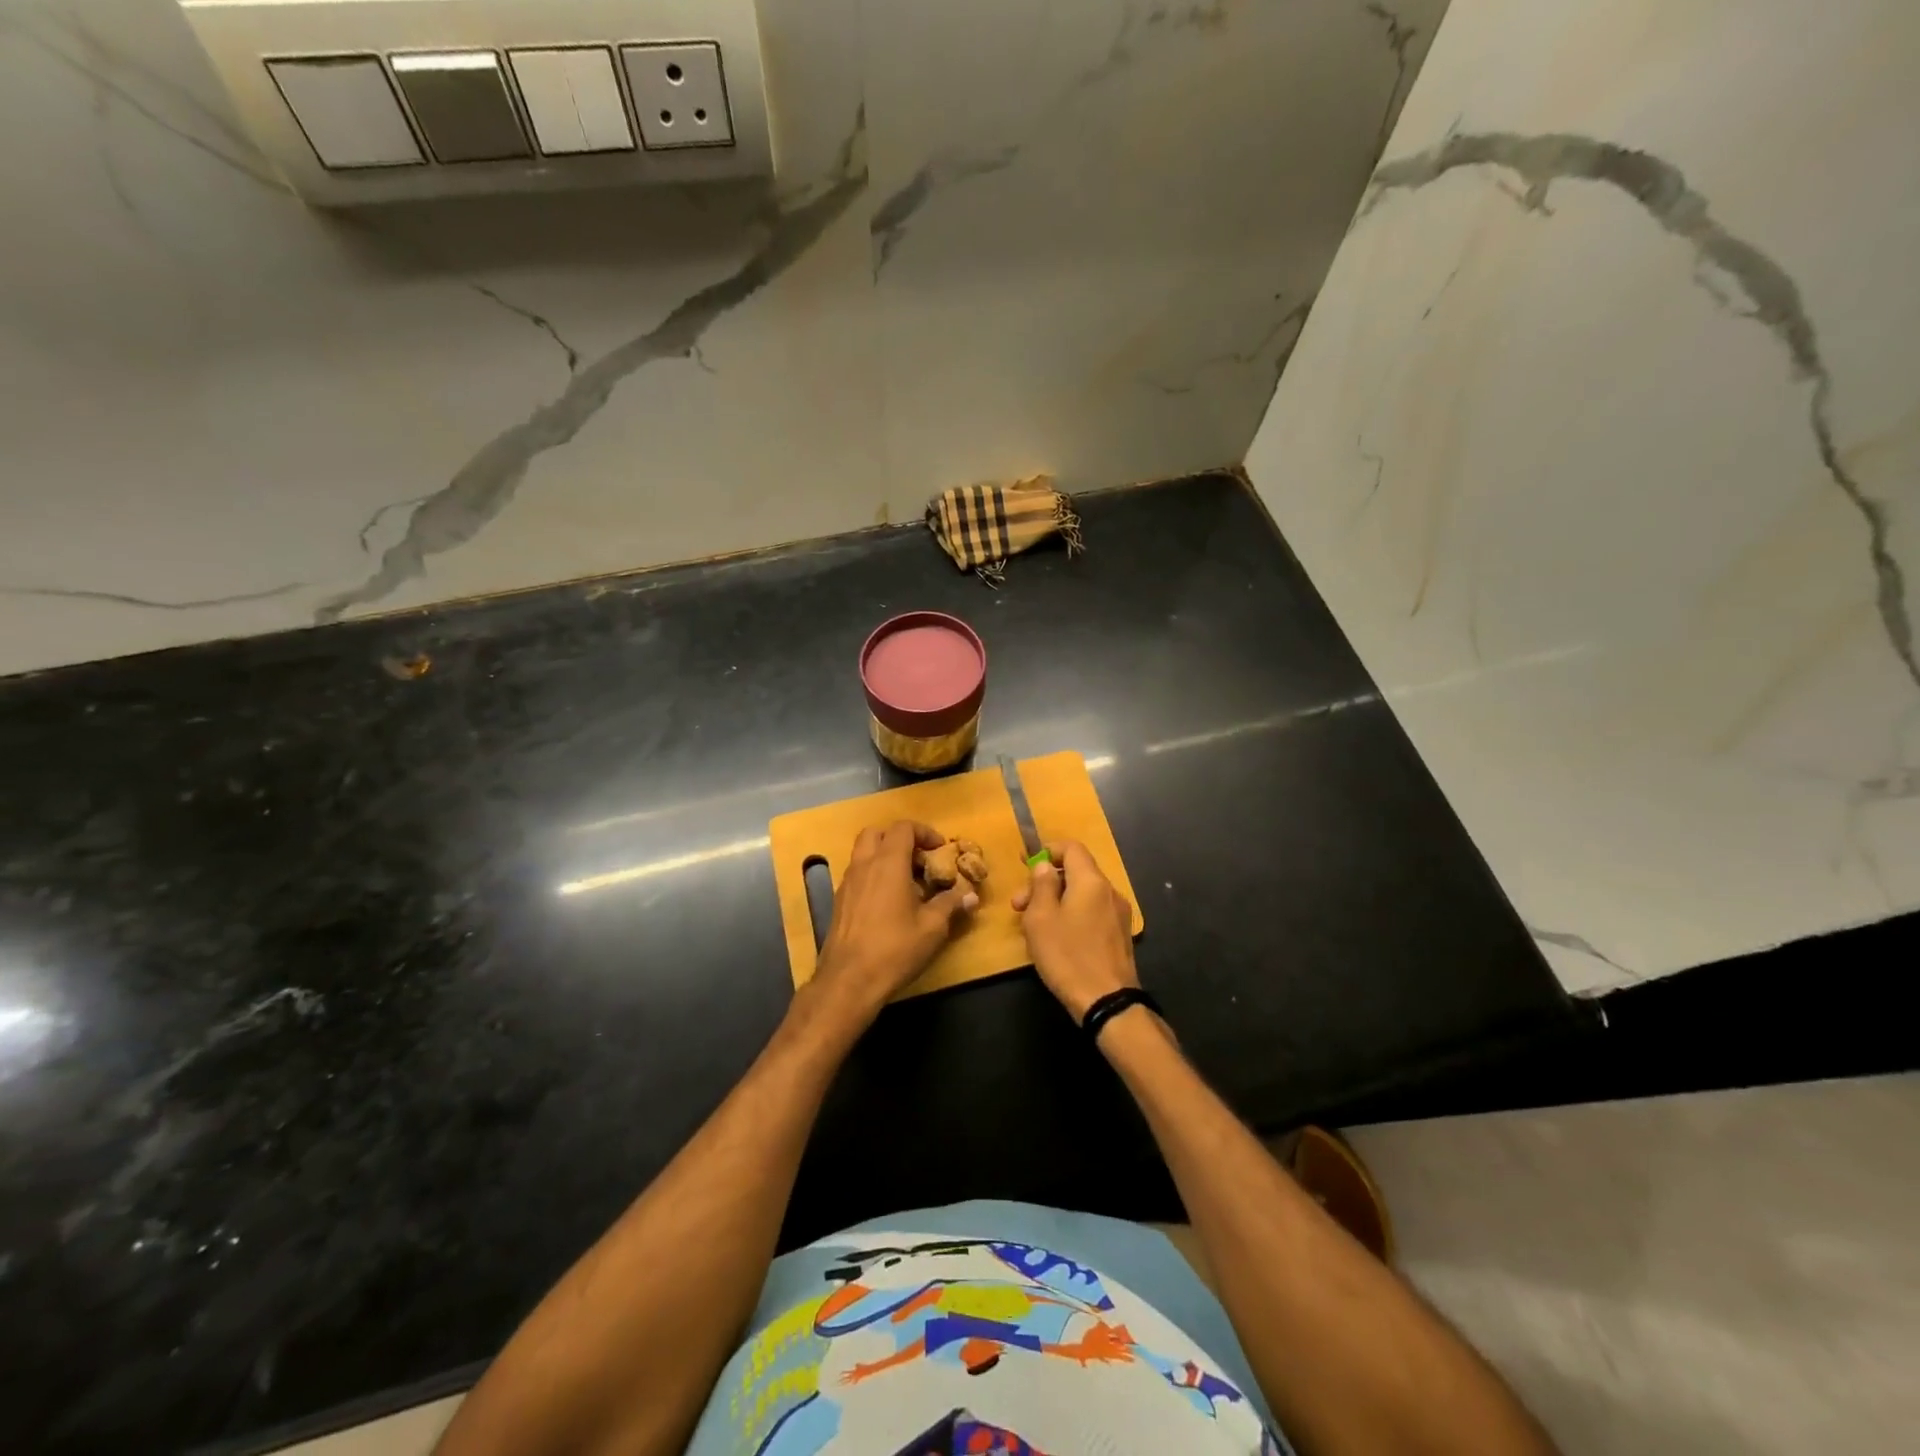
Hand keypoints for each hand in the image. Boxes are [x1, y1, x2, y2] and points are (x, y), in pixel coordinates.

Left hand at [810, 821, 976, 1020]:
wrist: (848, 980)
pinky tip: (888, 902)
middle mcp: (864, 865)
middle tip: (919, 860)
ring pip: (863, 853)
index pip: (903, 828)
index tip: (939, 849)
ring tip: (906, 881)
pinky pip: (857, 874)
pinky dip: (873, 875)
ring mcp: (847, 883)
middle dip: (900, 839)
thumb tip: (970, 895)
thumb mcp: (932, 928)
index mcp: (888, 863)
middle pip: (877, 833)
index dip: (924, 832)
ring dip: (884, 856)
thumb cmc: (894, 949)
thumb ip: (951, 904)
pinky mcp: (839, 902)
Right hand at [1012, 840, 1138, 1021]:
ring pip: (1083, 894)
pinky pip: (1092, 911)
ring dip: (1056, 900)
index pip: (1071, 848)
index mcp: (1091, 881)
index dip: (1046, 850)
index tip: (1024, 863)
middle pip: (1075, 872)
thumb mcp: (1041, 919)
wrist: (1108, 1002)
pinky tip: (1057, 937)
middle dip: (1045, 883)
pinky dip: (1072, 914)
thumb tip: (1045, 866)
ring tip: (1034, 924)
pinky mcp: (1120, 935)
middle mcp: (1109, 891)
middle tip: (1019, 905)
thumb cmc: (1068, 956)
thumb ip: (1042, 885)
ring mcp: (1118, 914)